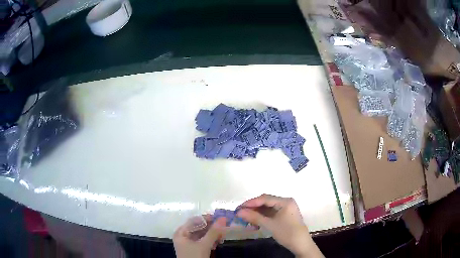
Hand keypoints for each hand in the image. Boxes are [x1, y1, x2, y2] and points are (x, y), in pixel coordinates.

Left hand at [173, 217, 226, 257]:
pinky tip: (218, 241)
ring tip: (222, 234)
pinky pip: (202, 241)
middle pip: (198, 227)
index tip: (219, 217)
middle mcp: (183, 236)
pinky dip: (210, 240)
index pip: (194, 220)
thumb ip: (213, 232)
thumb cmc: (194, 257)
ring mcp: (188, 243)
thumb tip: (223, 219)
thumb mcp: (204, 245)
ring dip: (212, 234)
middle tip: (224, 226)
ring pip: (201, 234)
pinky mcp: (194, 249)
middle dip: (211, 227)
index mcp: (181, 233)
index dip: (206, 218)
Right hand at [237, 194, 323, 257]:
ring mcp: (286, 209)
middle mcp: (286, 202)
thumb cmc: (286, 232)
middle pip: (266, 202)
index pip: (265, 198)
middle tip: (240, 213)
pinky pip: (271, 213)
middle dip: (253, 208)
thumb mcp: (269, 225)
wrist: (300, 244)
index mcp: (285, 201)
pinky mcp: (285, 216)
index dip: (251, 202)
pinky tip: (255, 222)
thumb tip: (239, 212)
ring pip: (268, 208)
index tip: (239, 208)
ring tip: (245, 218)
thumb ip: (254, 217)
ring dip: (257, 213)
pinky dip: (263, 217)